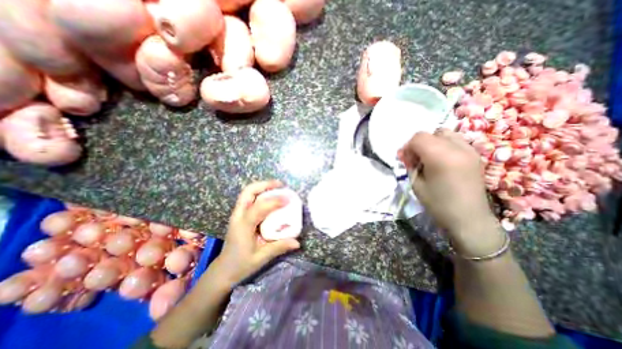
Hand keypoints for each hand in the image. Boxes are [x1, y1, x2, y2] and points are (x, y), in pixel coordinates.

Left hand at [208, 181, 300, 288]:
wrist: (223, 270)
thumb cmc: (241, 265)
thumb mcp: (261, 258)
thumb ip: (279, 247)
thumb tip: (297, 242)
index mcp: (243, 227)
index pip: (258, 208)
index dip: (274, 201)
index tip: (288, 199)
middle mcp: (238, 216)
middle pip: (248, 192)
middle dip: (265, 185)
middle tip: (281, 185)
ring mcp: (237, 214)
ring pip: (247, 192)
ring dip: (263, 187)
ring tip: (278, 187)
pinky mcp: (240, 215)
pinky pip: (250, 198)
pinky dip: (261, 193)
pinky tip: (271, 197)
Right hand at [398, 127, 504, 255]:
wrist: (469, 218)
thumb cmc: (438, 204)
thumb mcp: (416, 184)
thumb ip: (410, 165)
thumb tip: (406, 154)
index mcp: (441, 157)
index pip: (419, 137)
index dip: (408, 146)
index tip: (405, 159)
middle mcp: (458, 148)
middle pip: (431, 133)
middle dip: (418, 144)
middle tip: (415, 159)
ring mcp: (470, 150)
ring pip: (444, 133)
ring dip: (432, 142)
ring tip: (429, 158)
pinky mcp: (475, 155)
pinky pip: (456, 141)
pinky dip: (444, 145)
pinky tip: (441, 160)